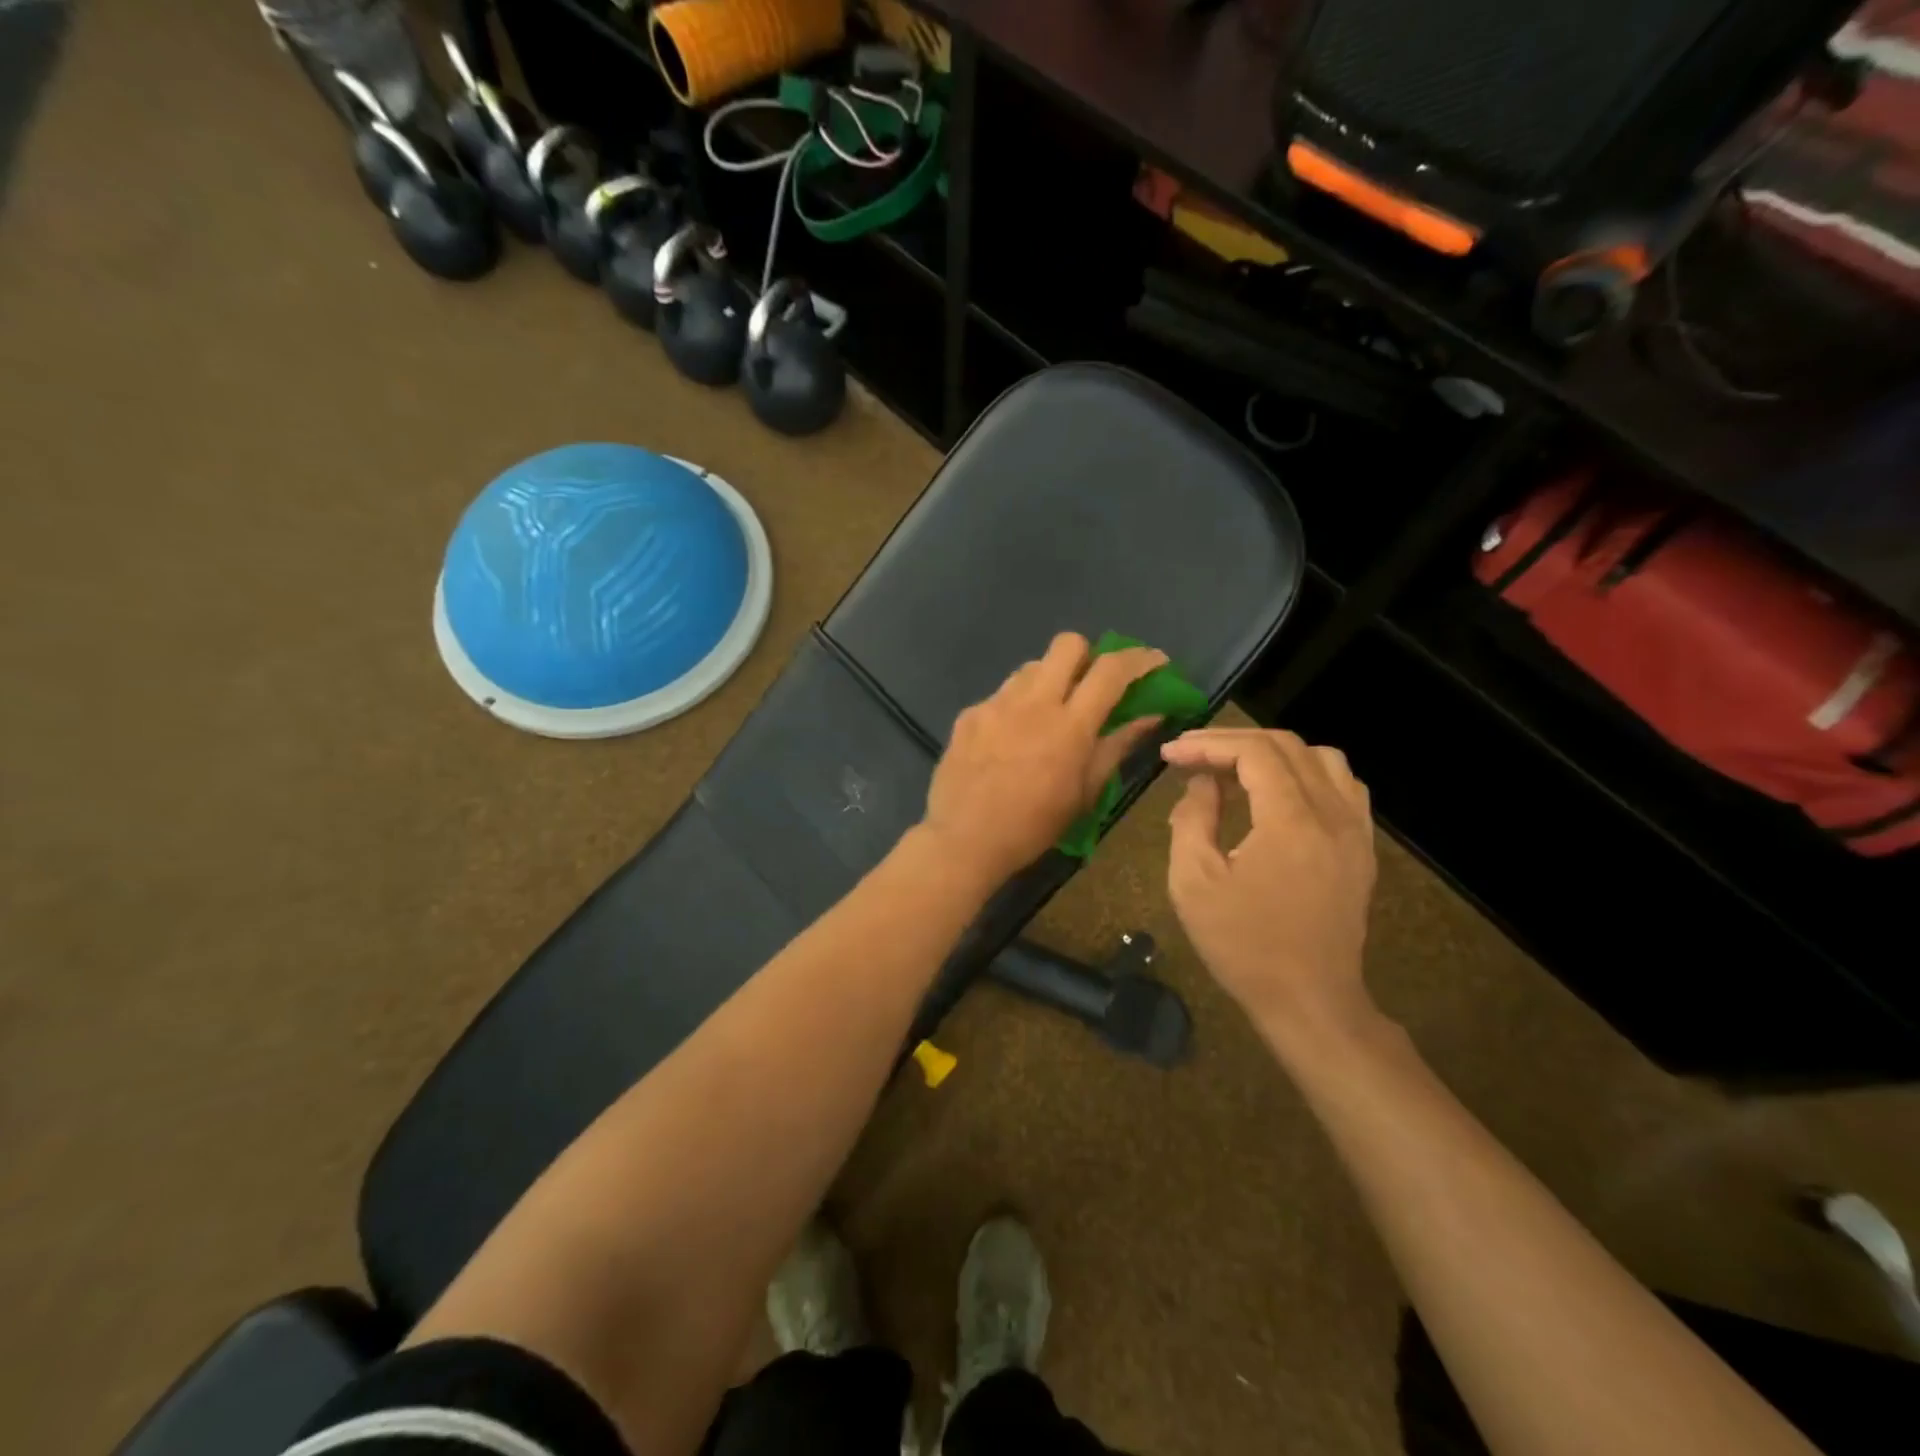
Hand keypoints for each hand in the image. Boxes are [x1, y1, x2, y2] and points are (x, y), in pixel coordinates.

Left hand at [922, 633, 1169, 881]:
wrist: (964, 840)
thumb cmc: (1034, 826)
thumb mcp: (1086, 792)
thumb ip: (1118, 746)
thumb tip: (1150, 716)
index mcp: (1070, 724)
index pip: (1111, 669)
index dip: (1140, 658)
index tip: (1155, 662)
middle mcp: (1033, 701)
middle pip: (1068, 644)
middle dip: (1088, 656)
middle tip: (1092, 685)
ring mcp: (996, 703)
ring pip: (1032, 666)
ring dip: (1050, 680)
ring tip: (1049, 714)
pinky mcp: (970, 713)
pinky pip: (1002, 694)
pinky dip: (1017, 706)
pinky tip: (1010, 738)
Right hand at [1160, 728, 1379, 1039]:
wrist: (1309, 1001)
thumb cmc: (1243, 945)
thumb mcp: (1194, 882)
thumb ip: (1192, 819)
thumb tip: (1203, 783)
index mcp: (1291, 821)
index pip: (1253, 752)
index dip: (1208, 744)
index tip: (1171, 754)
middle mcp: (1333, 815)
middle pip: (1287, 747)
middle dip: (1233, 742)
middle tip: (1192, 756)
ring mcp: (1355, 831)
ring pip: (1322, 759)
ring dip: (1273, 753)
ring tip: (1235, 770)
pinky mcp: (1362, 849)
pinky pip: (1344, 787)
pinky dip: (1307, 774)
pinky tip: (1280, 793)